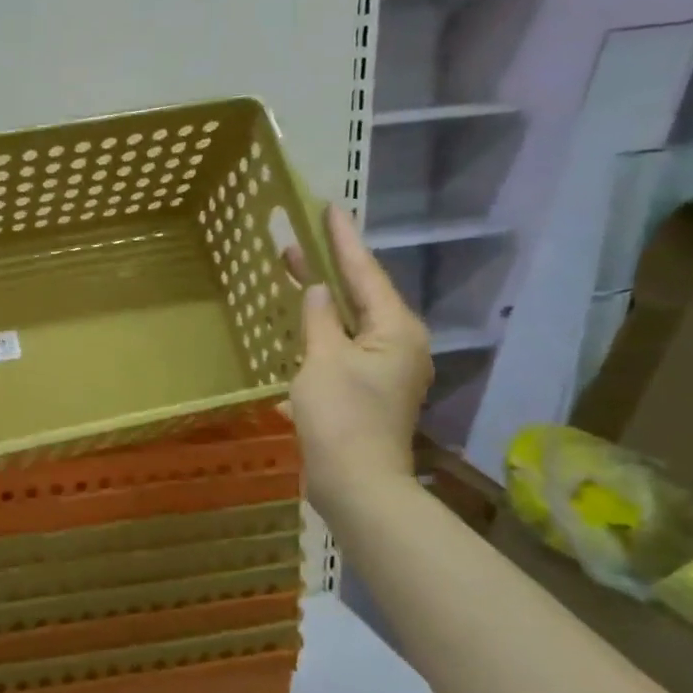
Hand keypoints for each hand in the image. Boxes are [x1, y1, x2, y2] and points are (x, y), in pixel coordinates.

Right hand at [284, 204, 432, 516]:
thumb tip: (318, 290)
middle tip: (295, 241)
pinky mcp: (368, 393)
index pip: (366, 273)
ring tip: (293, 277)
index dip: (343, 240)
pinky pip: (342, 351)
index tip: (329, 208)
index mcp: (396, 330)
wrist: (356, 484)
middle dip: (328, 270)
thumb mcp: (324, 360)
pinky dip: (320, 337)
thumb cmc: (341, 416)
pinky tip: (299, 331)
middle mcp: (399, 345)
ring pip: (349, 325)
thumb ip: (320, 319)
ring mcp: (385, 371)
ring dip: (322, 304)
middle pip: (360, 297)